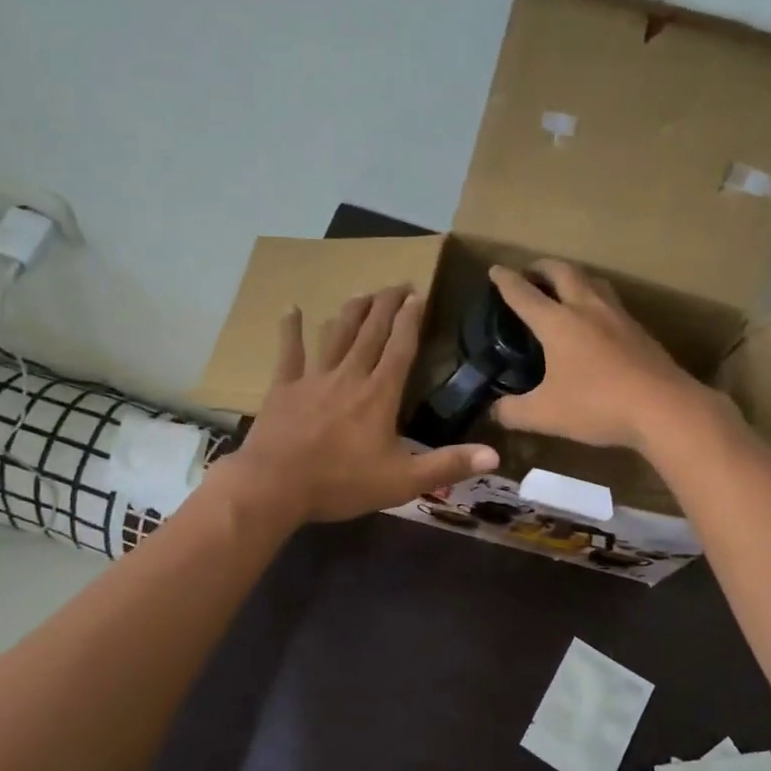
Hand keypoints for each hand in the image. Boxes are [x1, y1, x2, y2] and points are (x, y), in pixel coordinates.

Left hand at [225, 285, 500, 524]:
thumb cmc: (341, 484)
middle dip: (386, 305)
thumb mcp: (402, 482)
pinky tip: (292, 309)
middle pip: (371, 332)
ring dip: (351, 312)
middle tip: (397, 284)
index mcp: (379, 394)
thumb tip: (495, 455)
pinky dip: (291, 329)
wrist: (275, 486)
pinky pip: (289, 352)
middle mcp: (349, 376)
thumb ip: (447, 465)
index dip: (411, 320)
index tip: (418, 295)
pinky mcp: (283, 387)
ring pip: (336, 334)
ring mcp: (313, 378)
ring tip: (362, 292)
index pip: (400, 348)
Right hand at [488, 261, 722, 450]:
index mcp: (557, 323)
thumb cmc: (597, 405)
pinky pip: (612, 302)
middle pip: (562, 272)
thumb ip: (513, 411)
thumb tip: (495, 410)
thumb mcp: (545, 415)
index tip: (496, 270)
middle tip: (530, 272)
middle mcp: (587, 308)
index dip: (506, 281)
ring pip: (593, 281)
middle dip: (542, 267)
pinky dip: (595, 299)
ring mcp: (618, 316)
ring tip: (565, 287)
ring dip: (574, 277)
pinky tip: (597, 320)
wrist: (664, 408)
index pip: (524, 294)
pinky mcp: (639, 330)